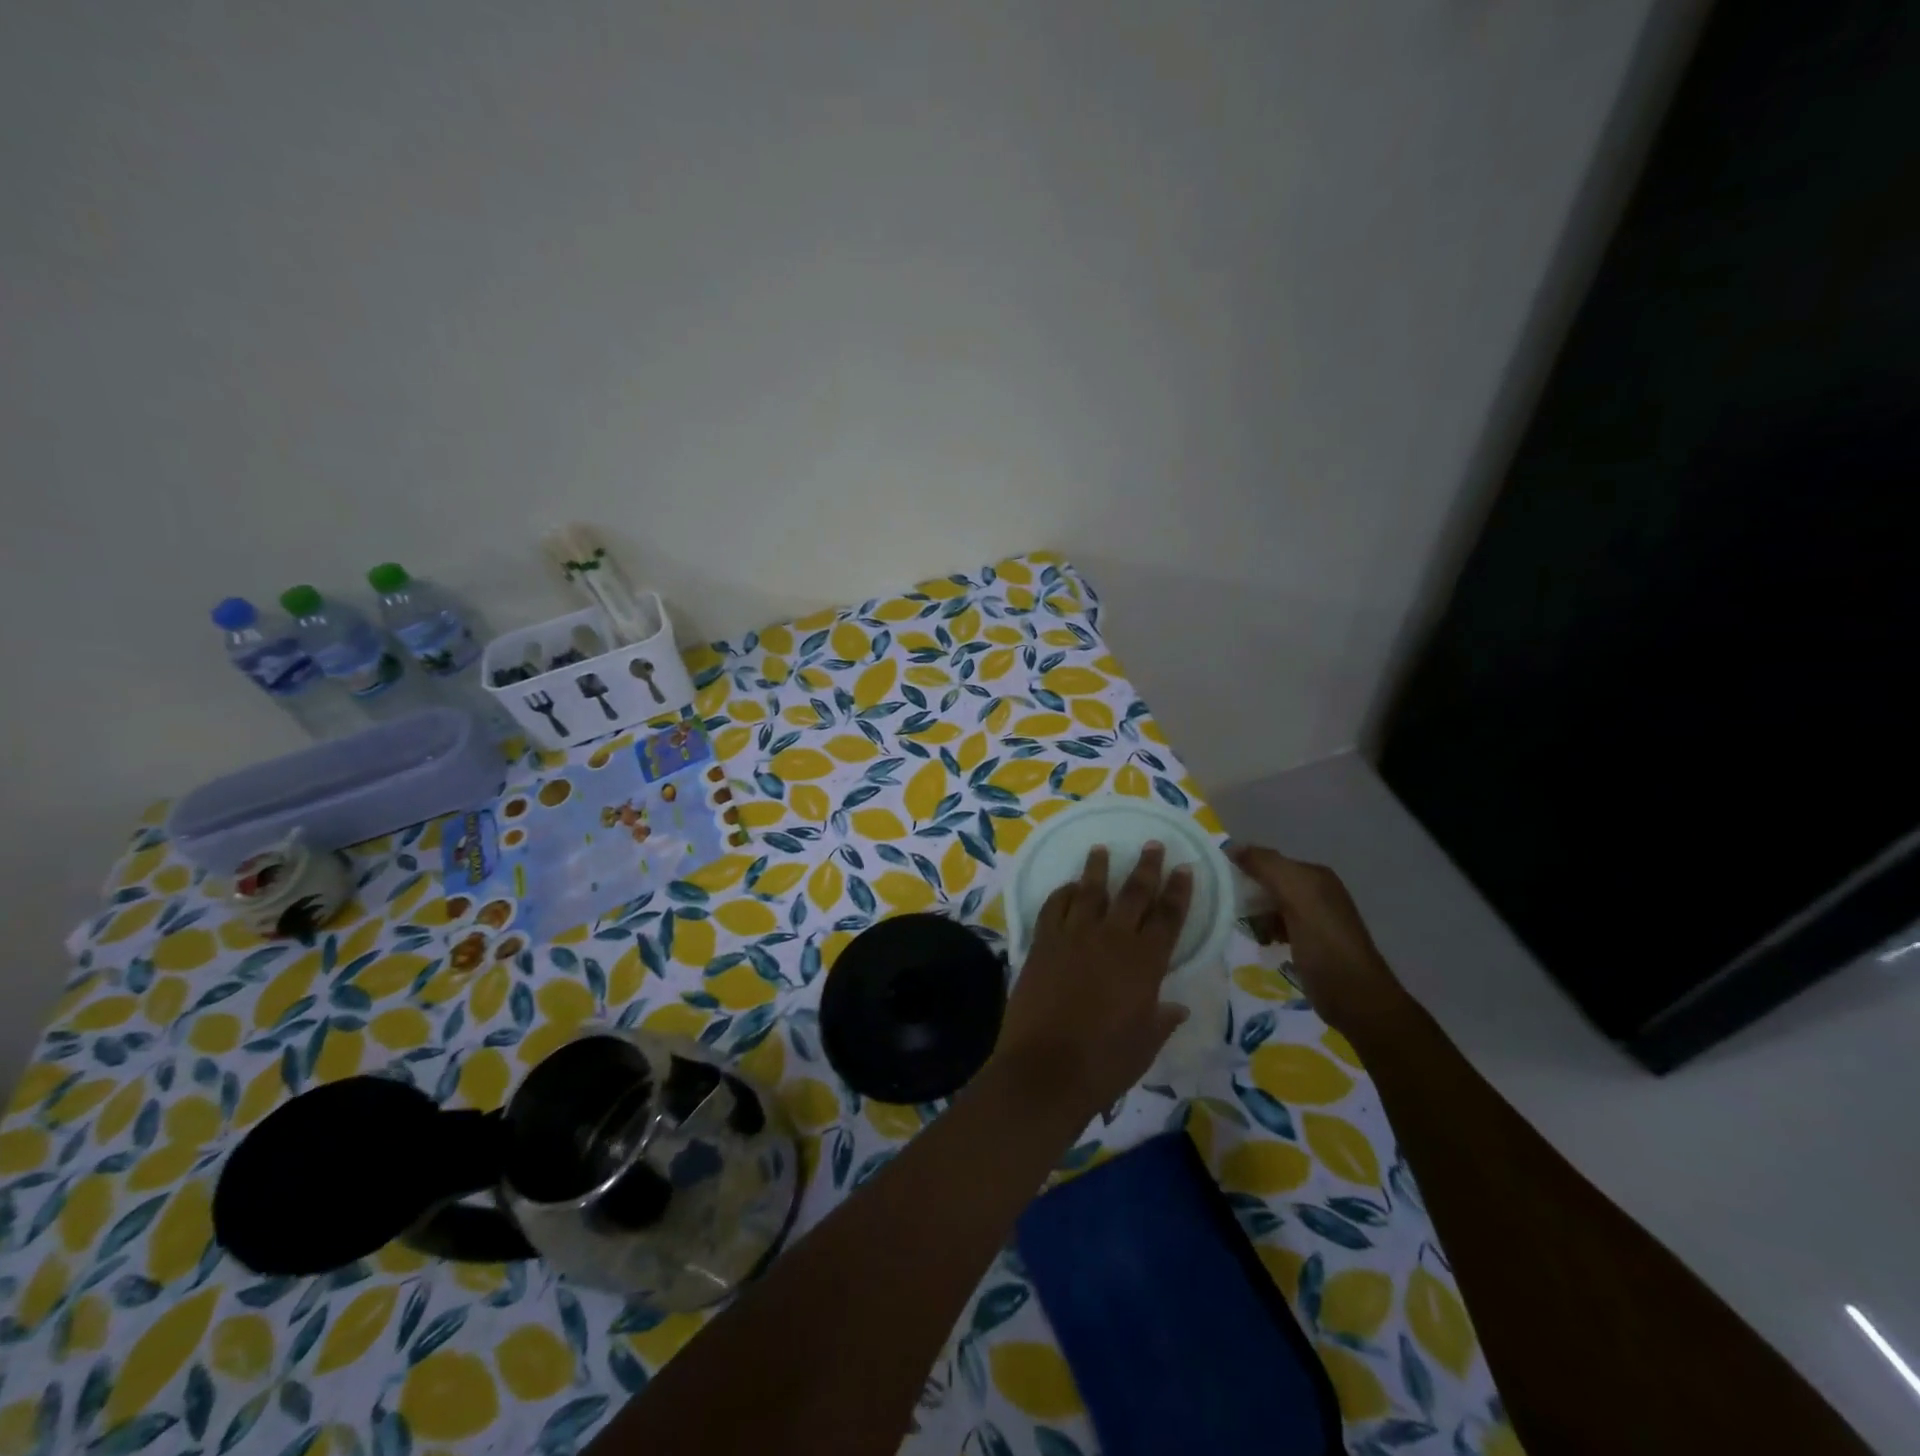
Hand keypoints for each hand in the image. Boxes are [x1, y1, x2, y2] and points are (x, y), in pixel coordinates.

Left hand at [990, 844, 1192, 1123]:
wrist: (1045, 1068)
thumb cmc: (1104, 1063)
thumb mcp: (1144, 1045)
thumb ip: (1161, 1019)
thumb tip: (1177, 1007)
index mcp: (1145, 963)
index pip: (1168, 917)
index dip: (1178, 891)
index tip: (1184, 868)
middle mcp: (1112, 939)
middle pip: (1133, 893)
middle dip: (1146, 867)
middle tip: (1153, 844)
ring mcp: (1073, 936)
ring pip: (1089, 891)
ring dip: (1098, 868)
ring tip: (1101, 849)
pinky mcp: (1043, 943)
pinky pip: (1053, 907)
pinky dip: (1062, 894)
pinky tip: (1067, 887)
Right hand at [1228, 845, 1414, 1039]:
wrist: (1356, 999)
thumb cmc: (1324, 945)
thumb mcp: (1297, 897)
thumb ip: (1266, 867)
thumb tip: (1232, 847)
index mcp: (1315, 876)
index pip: (1268, 860)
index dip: (1243, 868)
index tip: (1218, 884)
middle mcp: (1317, 891)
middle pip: (1269, 882)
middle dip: (1248, 893)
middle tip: (1229, 909)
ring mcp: (1314, 918)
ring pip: (1271, 905)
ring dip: (1255, 914)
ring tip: (1246, 929)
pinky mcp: (1310, 942)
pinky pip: (1278, 925)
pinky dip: (1266, 931)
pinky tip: (1261, 942)